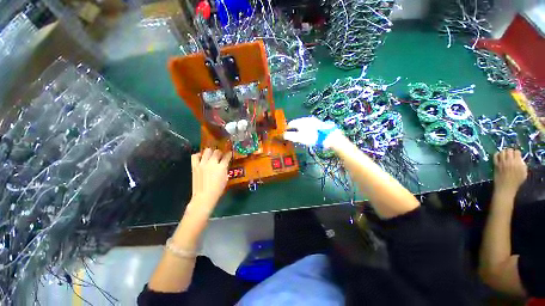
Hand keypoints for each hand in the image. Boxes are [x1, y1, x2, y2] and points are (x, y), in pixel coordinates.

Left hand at [186, 148, 231, 217]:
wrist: (204, 197)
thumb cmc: (217, 190)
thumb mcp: (225, 178)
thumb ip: (225, 169)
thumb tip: (224, 164)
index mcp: (221, 167)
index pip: (227, 156)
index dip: (229, 154)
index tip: (229, 153)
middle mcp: (212, 163)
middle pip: (217, 152)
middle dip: (220, 153)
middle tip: (220, 156)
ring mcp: (202, 164)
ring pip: (207, 151)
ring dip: (210, 152)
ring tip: (211, 155)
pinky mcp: (195, 166)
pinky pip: (195, 156)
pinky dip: (199, 155)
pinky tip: (201, 158)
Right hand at [283, 117, 341, 147]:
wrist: (328, 136)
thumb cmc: (312, 137)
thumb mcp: (299, 138)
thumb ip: (290, 136)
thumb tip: (283, 135)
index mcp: (300, 121)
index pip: (290, 124)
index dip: (287, 129)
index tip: (286, 134)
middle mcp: (306, 118)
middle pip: (296, 123)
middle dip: (294, 129)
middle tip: (293, 136)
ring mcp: (313, 120)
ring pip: (303, 124)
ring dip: (300, 129)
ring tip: (300, 135)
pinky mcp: (318, 123)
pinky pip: (309, 125)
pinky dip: (306, 129)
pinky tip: (308, 133)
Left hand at [493, 148, 526, 195]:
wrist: (505, 187)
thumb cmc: (516, 182)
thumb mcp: (524, 173)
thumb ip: (523, 164)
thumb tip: (520, 159)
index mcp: (518, 163)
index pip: (517, 152)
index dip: (517, 152)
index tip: (516, 155)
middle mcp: (510, 161)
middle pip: (509, 150)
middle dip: (510, 151)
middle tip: (510, 154)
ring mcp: (502, 162)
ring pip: (502, 152)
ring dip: (503, 152)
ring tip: (504, 155)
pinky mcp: (496, 164)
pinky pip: (495, 156)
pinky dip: (496, 154)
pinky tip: (498, 156)